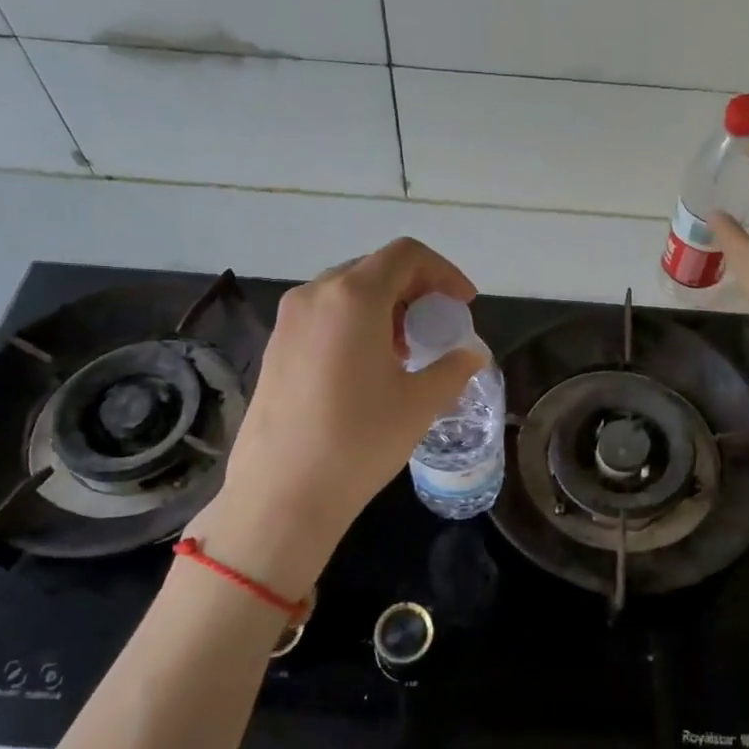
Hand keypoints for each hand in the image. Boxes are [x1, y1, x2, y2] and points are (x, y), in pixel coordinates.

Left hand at [188, 238, 486, 594]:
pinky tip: (368, 367)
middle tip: (437, 327)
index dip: (443, 271)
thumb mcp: (420, 402)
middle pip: (375, 269)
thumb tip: (472, 353)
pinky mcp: (275, 347)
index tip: (463, 304)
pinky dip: (356, 324)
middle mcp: (316, 295)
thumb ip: (454, 367)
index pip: (406, 255)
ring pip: (347, 292)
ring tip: (406, 351)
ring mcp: (289, 320)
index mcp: (354, 297)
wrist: (282, 493)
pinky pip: (325, 315)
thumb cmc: (359, 440)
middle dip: (415, 290)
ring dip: (385, 308)